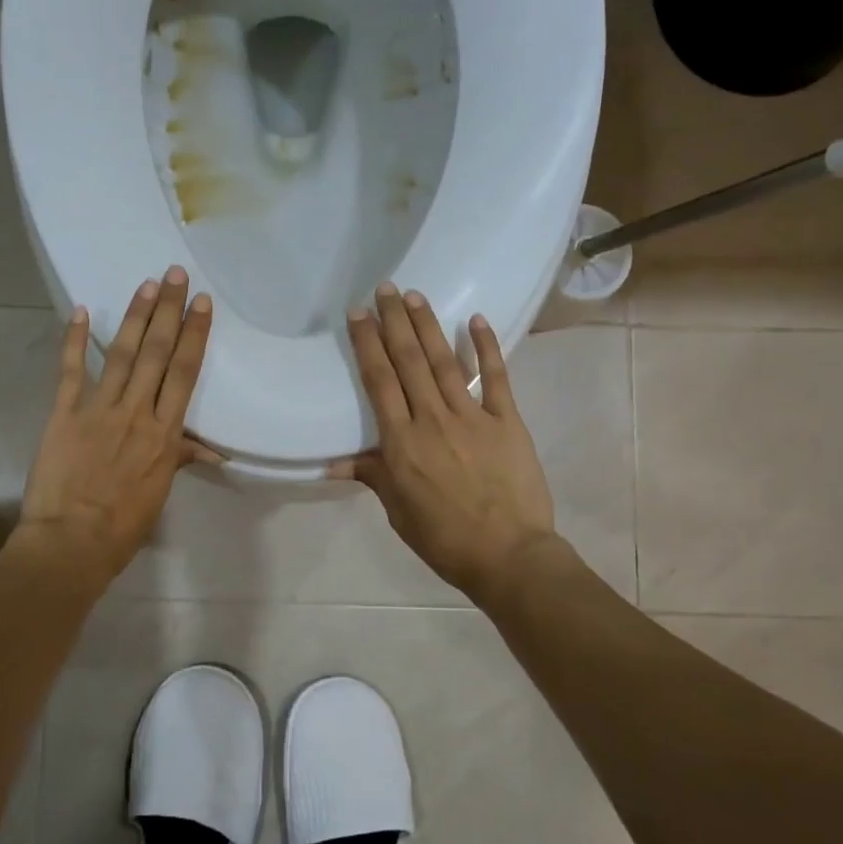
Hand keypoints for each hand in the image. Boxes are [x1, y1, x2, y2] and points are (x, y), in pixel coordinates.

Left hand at [14, 266, 216, 586]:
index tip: (201, 304)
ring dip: (134, 317)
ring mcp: (99, 410)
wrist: (71, 543)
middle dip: (168, 311)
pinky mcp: (64, 414)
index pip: (184, 374)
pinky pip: (70, 372)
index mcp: (165, 434)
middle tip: (175, 274)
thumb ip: (178, 459)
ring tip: (146, 284)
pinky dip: (73, 340)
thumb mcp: (159, 494)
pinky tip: (79, 310)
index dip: (194, 335)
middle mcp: (137, 413)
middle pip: (156, 353)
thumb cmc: (122, 526)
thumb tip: (209, 450)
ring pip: (121, 354)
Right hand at [330, 283, 556, 600]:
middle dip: (394, 321)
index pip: (379, 381)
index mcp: (402, 443)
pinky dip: (486, 347)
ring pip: (445, 361)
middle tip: (385, 287)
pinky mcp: (507, 421)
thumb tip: (333, 462)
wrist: (509, 556)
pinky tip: (475, 319)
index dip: (367, 344)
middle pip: (409, 361)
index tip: (358, 313)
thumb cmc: (445, 539)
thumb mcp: (398, 511)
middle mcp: (432, 419)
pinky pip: (495, 377)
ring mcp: (472, 417)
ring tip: (415, 295)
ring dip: (428, 325)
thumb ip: (372, 476)